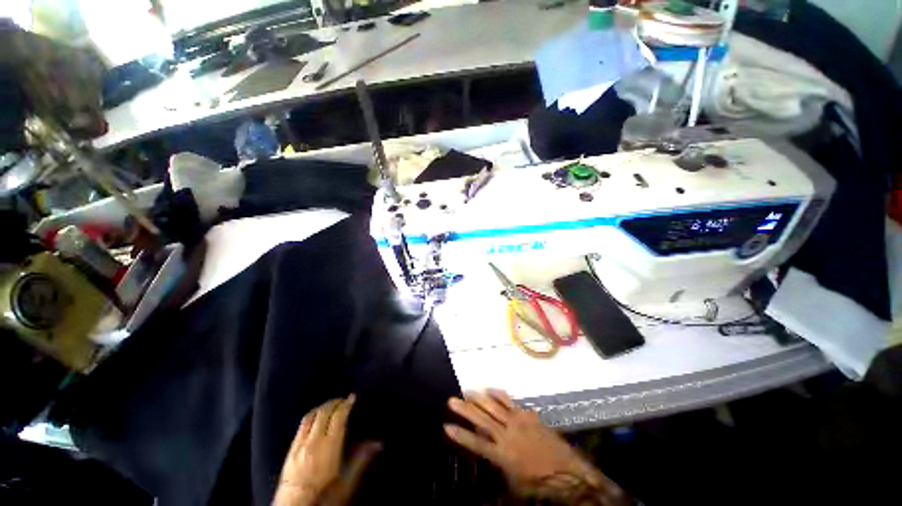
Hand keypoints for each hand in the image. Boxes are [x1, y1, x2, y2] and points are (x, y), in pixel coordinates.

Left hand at [273, 395, 380, 505]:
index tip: (352, 397)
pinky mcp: (291, 449)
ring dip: (322, 407)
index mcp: (329, 446)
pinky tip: (315, 417)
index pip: (338, 416)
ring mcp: (300, 444)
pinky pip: (301, 425)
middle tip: (343, 399)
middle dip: (334, 402)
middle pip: (324, 412)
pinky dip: (311, 416)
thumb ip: (361, 459)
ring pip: (311, 416)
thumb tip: (378, 444)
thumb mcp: (346, 480)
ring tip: (330, 404)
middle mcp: (314, 441)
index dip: (346, 404)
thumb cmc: (324, 494)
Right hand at [445, 390, 626, 503]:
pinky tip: (491, 390)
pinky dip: (498, 394)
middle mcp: (506, 435)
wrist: (567, 472)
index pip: (475, 444)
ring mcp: (517, 422)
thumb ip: (497, 483)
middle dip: (465, 409)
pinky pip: (509, 401)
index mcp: (501, 455)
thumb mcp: (514, 489)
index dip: (461, 435)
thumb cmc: (539, 484)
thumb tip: (483, 491)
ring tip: (467, 391)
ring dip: (479, 398)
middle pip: (481, 419)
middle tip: (452, 400)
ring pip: (494, 406)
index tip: (447, 426)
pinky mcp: (527, 415)